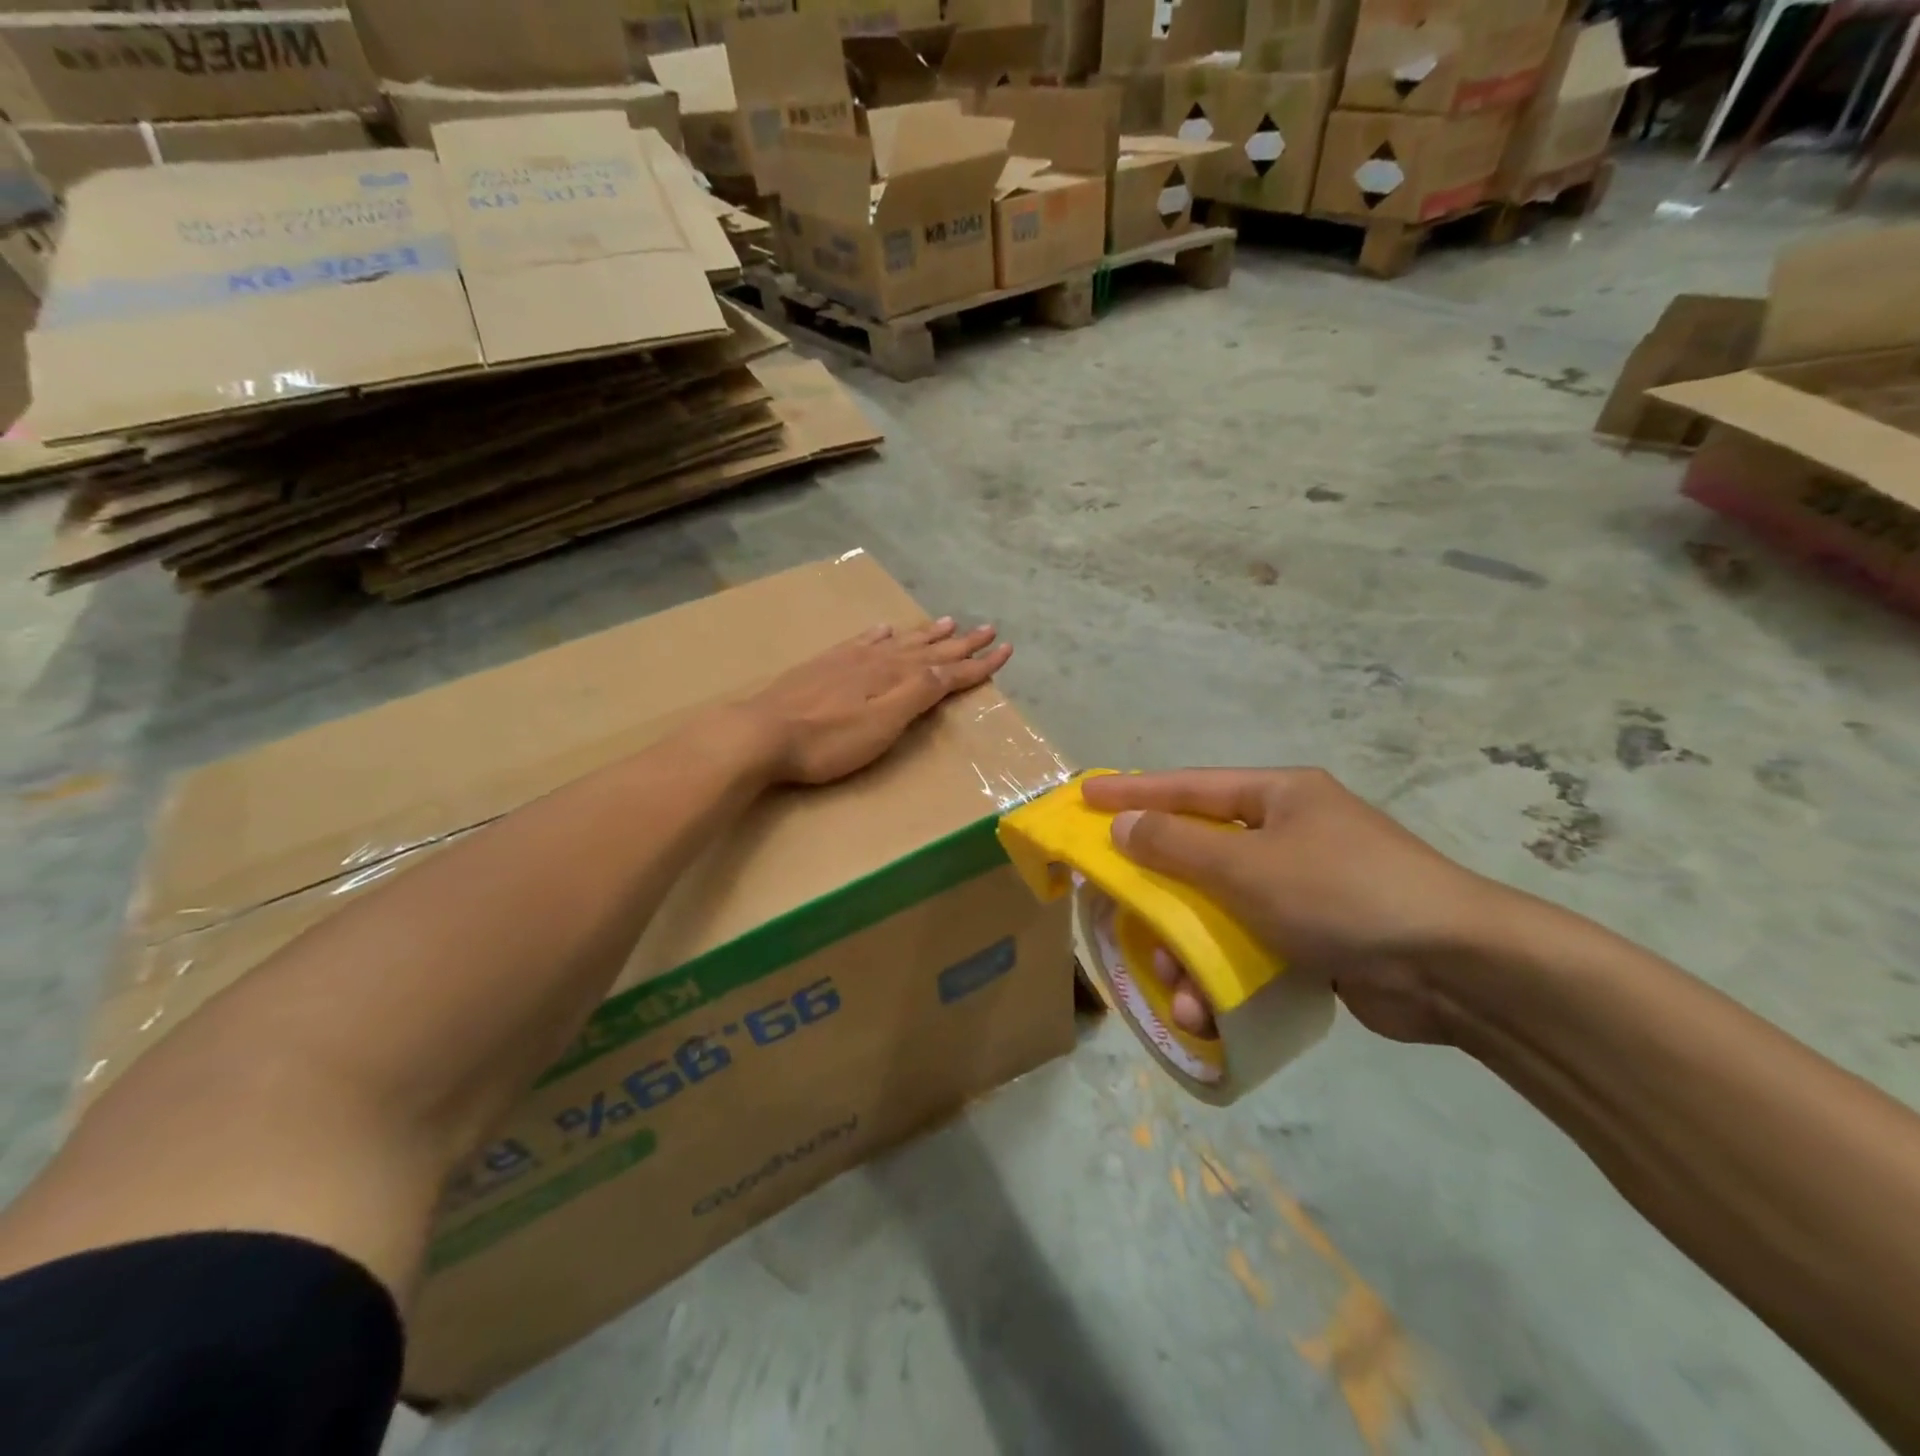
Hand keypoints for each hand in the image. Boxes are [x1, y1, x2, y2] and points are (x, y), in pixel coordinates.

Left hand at [740, 618, 1011, 785]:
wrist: (762, 732)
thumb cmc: (828, 740)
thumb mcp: (883, 724)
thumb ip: (918, 694)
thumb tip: (950, 667)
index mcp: (897, 678)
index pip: (948, 669)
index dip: (978, 662)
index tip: (1006, 649)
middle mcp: (878, 661)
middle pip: (928, 650)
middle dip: (960, 642)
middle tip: (987, 628)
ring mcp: (849, 660)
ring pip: (899, 642)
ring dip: (926, 634)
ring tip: (948, 621)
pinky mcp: (825, 665)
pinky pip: (863, 641)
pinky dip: (880, 635)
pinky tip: (884, 629)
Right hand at [1080, 769, 1508, 1044]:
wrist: (1458, 970)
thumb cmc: (1341, 894)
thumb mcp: (1247, 865)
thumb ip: (1176, 845)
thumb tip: (1122, 826)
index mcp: (1278, 797)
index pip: (1188, 787)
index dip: (1133, 793)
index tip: (1085, 798)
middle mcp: (1288, 834)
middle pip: (1200, 854)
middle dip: (1160, 894)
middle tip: (1119, 913)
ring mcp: (1304, 887)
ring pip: (1220, 910)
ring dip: (1190, 950)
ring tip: (1176, 987)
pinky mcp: (1317, 938)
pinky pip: (1251, 946)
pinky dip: (1225, 974)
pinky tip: (1209, 1010)